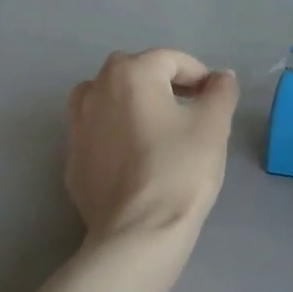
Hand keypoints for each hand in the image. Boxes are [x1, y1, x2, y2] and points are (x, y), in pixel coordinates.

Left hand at [67, 49, 238, 243]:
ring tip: (158, 132)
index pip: (171, 60)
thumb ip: (221, 91)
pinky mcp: (71, 160)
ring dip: (133, 105)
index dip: (199, 75)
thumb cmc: (180, 169)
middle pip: (134, 73)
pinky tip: (137, 162)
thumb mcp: (214, 125)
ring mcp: (76, 126)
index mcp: (129, 74)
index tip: (215, 100)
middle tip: (190, 113)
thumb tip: (220, 77)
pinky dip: (116, 135)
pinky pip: (98, 134)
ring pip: (108, 100)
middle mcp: (95, 90)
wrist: (138, 232)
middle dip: (164, 85)